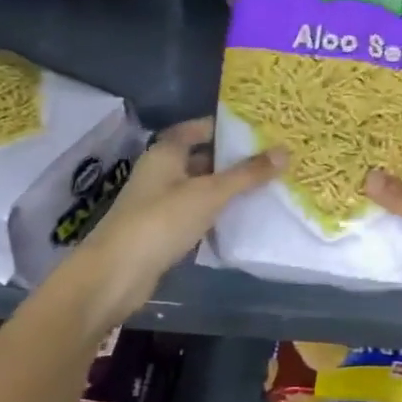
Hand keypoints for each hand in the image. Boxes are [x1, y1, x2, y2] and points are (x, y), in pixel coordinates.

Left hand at [56, 118, 284, 321]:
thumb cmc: (161, 221)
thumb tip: (285, 151)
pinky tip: (243, 218)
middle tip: (272, 159)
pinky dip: (217, 214)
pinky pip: (196, 214)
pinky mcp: (163, 231)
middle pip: (202, 158)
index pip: (199, 128)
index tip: (260, 130)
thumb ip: (247, 174)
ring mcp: (159, 203)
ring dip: (227, 189)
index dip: (227, 127)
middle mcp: (161, 172)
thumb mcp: (210, 193)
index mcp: (166, 153)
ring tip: (267, 187)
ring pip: (200, 188)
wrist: (117, 274)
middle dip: (233, 160)